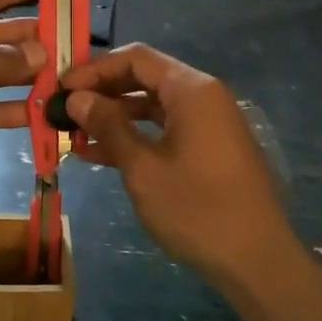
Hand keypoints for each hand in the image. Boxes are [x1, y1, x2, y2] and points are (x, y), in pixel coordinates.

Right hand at [61, 43, 298, 288]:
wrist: (259, 262)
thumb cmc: (197, 209)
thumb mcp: (143, 167)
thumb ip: (108, 126)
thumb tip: (76, 98)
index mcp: (191, 89)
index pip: (136, 58)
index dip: (95, 69)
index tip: (62, 87)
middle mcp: (203, 96)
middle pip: (145, 78)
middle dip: (103, 92)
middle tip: (65, 109)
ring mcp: (210, 123)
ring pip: (153, 106)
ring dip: (116, 117)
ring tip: (75, 134)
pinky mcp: (211, 148)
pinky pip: (167, 129)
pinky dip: (137, 136)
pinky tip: (102, 155)